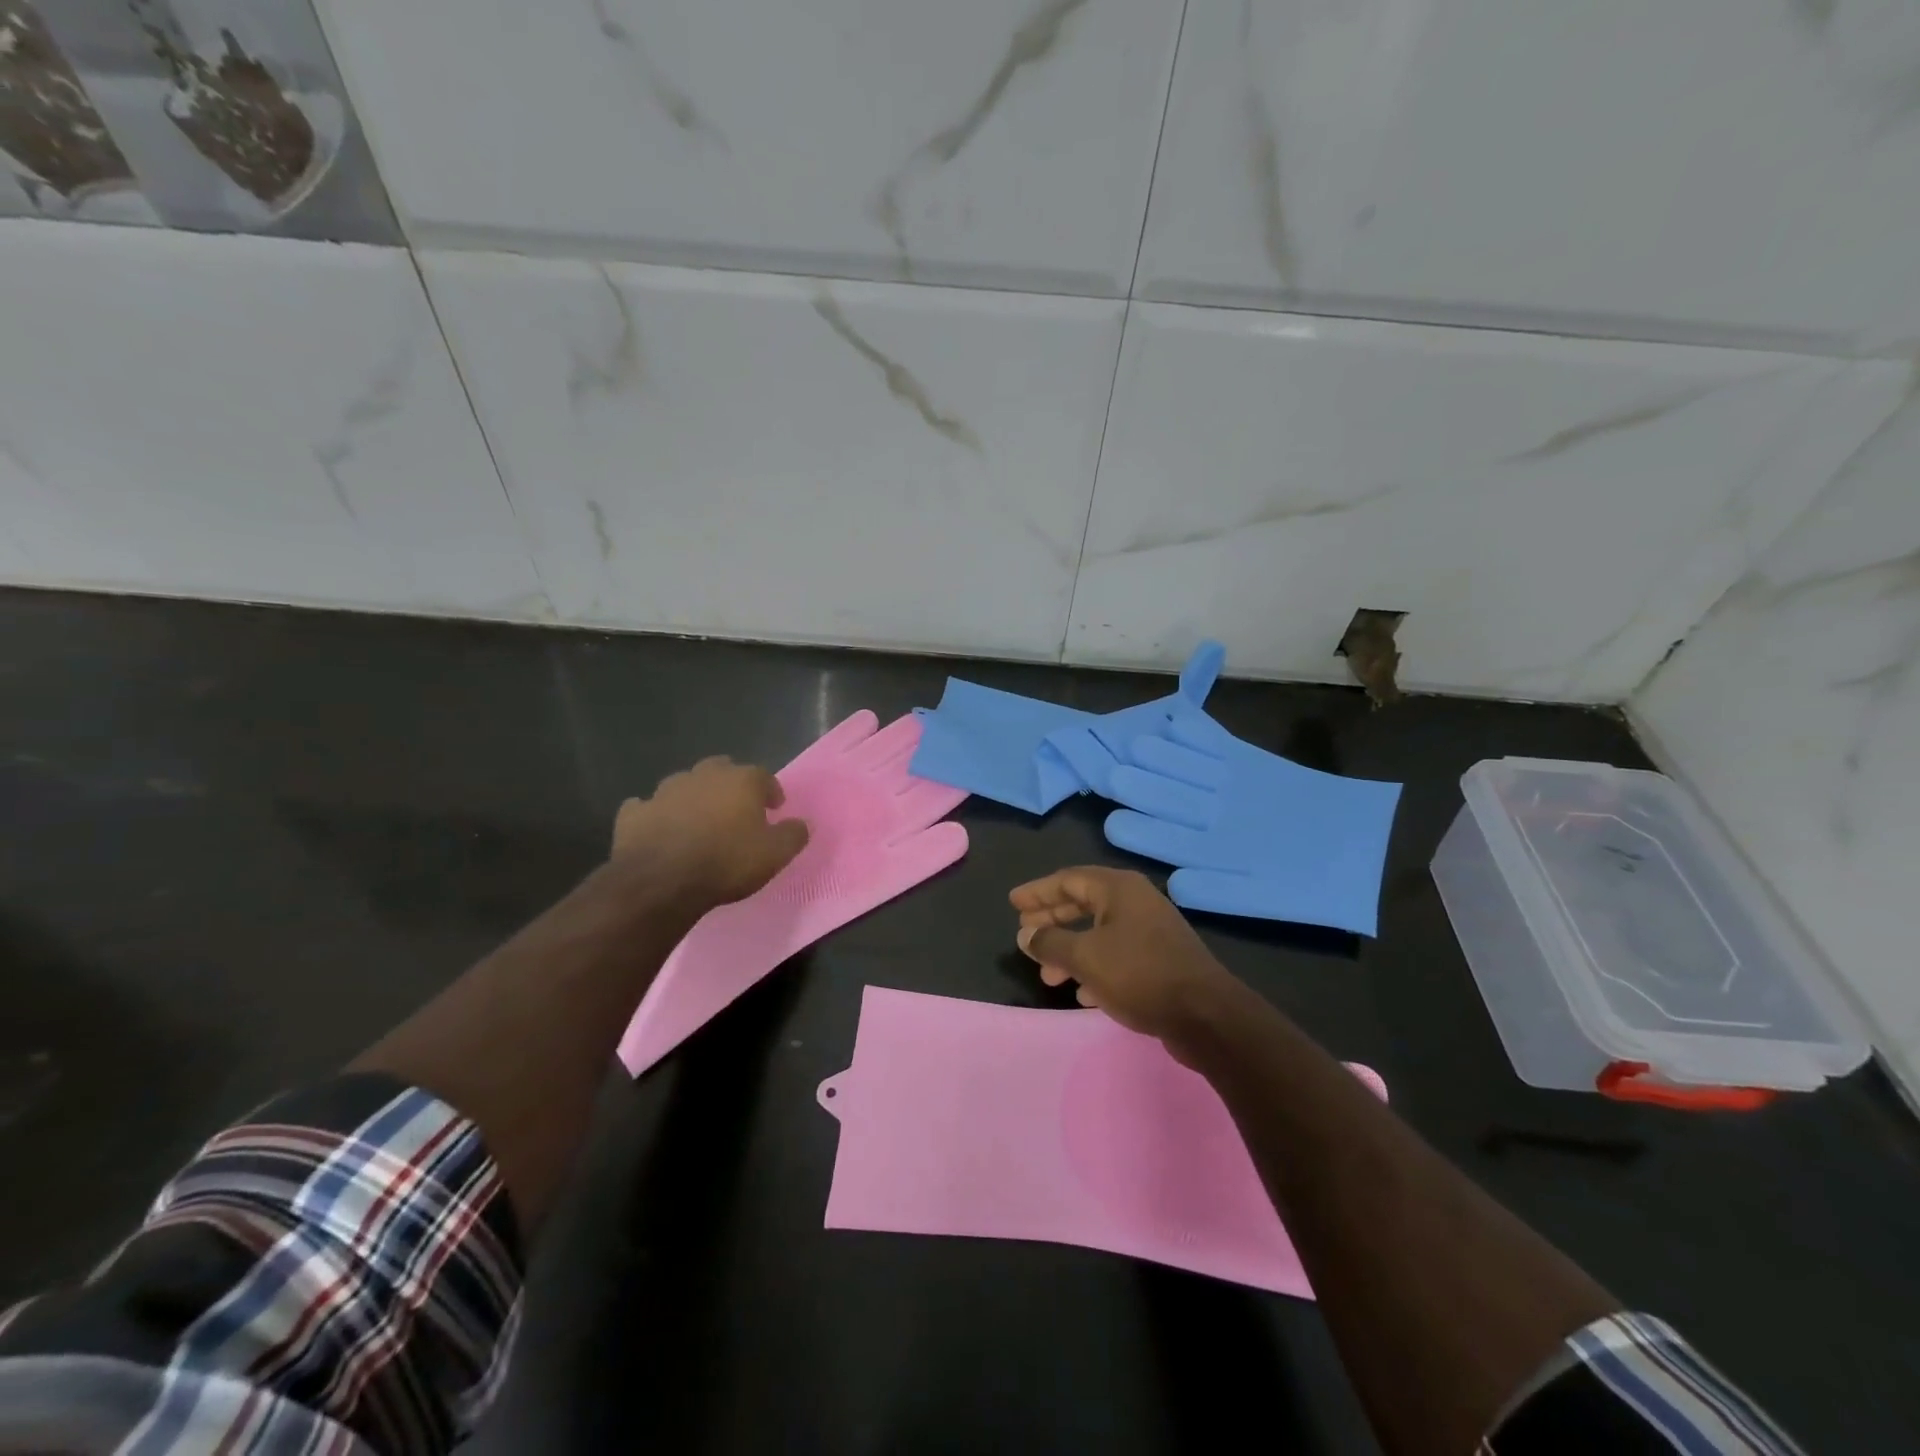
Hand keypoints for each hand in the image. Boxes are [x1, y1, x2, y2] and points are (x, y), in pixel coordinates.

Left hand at [613, 757, 809, 911]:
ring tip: (698, 822)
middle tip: (736, 809)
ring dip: (693, 798)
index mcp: (740, 780)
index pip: (763, 776)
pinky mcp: (634, 813)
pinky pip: (646, 808)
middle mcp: (703, 776)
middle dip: (730, 785)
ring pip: (683, 785)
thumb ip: (793, 835)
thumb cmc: (727, 862)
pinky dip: (654, 815)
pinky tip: (658, 830)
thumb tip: (802, 824)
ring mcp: (664, 791)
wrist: (661, 881)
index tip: (775, 809)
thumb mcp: (775, 854)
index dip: (770, 792)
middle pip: (721, 769)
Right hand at [1011, 866, 1241, 1044]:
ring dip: (1070, 950)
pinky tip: (1081, 993)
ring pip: (1099, 933)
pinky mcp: (1160, 961)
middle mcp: (1136, 902)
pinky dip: (1094, 968)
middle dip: (1052, 920)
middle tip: (1025, 933)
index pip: (1068, 880)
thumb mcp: (1085, 957)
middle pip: (1083, 903)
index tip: (1013, 903)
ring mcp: (1151, 932)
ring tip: (1047, 975)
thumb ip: (1050, 943)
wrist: (1205, 1016)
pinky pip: (1116, 955)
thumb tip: (1026, 935)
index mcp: (1119, 889)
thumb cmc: (1139, 974)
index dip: (1038, 891)